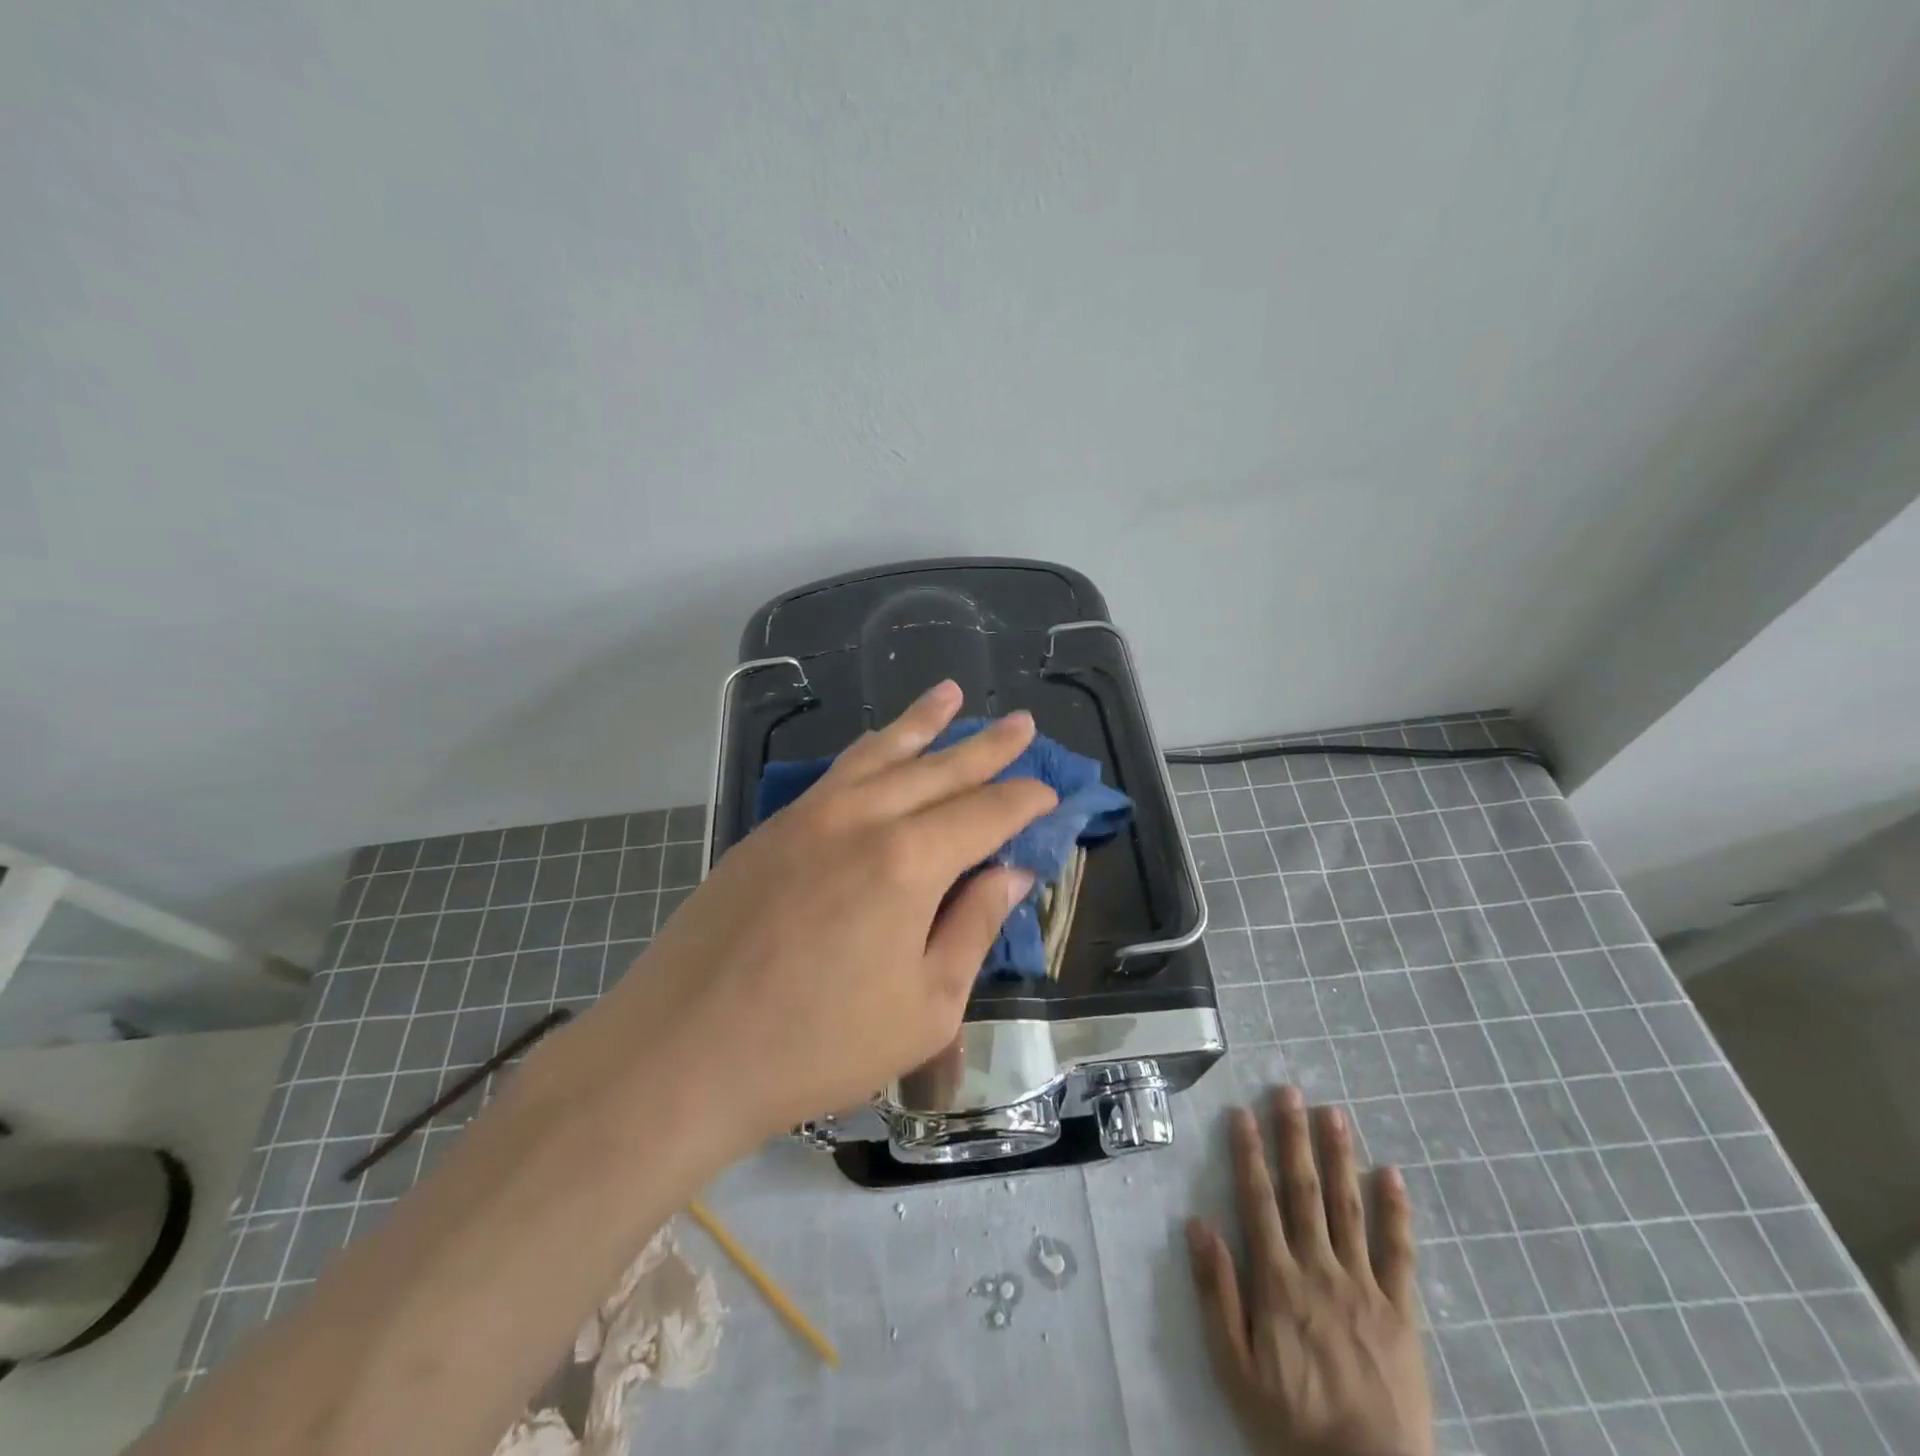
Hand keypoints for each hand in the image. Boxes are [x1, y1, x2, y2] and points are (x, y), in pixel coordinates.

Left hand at [604, 679, 1056, 1140]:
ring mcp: (808, 816)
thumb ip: (973, 928)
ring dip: (921, 723)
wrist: (680, 1053)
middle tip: (1022, 722)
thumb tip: (1011, 873)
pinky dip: (870, 750)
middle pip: (939, 769)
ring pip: (880, 753)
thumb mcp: (924, 1007)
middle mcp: (862, 818)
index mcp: (909, 861)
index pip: (986, 813)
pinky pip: (836, 772)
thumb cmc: (816, 1045)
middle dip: (987, 746)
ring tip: (950, 694)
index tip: (1051, 792)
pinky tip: (879, 746)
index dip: (1024, 800)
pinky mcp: (770, 829)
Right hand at [1187, 1087, 1434, 1455]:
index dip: (1248, 1154)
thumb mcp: (1234, 1367)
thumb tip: (1197, 1225)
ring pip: (1348, 1208)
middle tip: (1290, 1092)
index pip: (1258, 1201)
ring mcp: (1364, 1287)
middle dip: (1294, 1138)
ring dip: (1339, 1156)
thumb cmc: (1291, 1425)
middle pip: (1304, 1191)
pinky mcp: (1402, 1313)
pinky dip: (1395, 1212)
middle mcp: (1319, 1269)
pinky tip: (1391, 1175)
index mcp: (1277, 1281)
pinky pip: (1399, 1254)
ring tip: (1334, 1113)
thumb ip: (1216, 1293)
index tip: (1243, 1113)